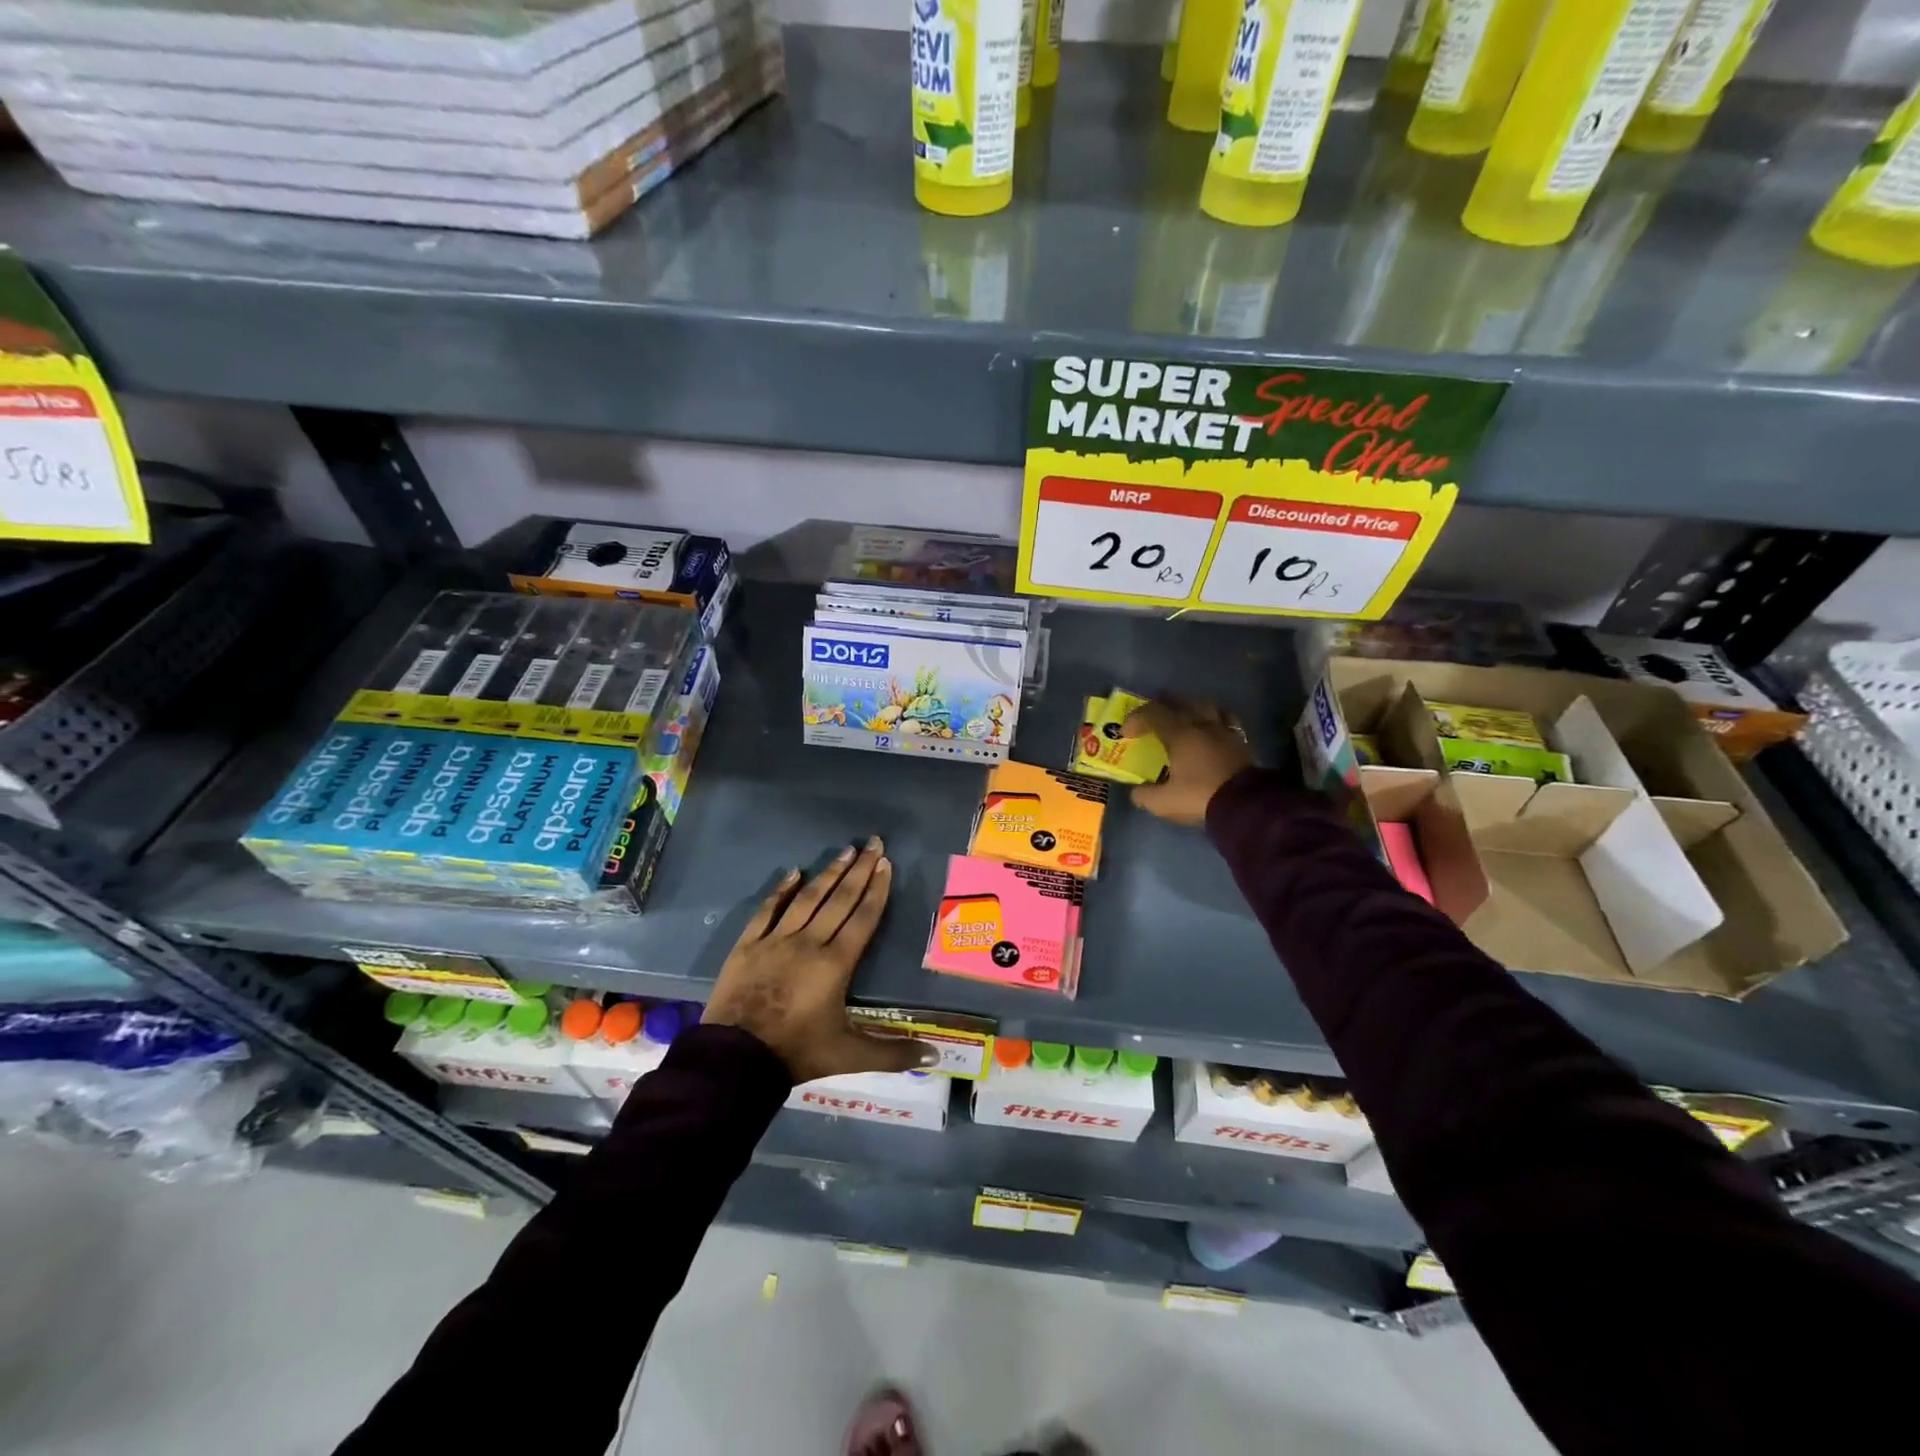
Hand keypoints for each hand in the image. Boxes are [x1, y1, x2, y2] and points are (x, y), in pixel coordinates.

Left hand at [703, 837, 940, 1082]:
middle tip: (873, 844)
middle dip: (859, 870)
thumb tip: (936, 1058)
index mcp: (836, 963)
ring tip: (844, 851)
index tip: (886, 864)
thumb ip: (892, 1053)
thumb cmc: (797, 1052)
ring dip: (828, 873)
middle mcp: (809, 942)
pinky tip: (794, 872)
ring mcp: (776, 940)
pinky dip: (781, 890)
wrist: (735, 1060)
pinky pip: (767, 910)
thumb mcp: (849, 1056)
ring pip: (807, 899)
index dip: (877, 890)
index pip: (863, 918)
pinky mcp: (748, 945)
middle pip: (839, 900)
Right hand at [1124, 697, 1253, 826]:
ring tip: (1185, 715)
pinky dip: (1215, 720)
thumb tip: (1137, 792)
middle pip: (1181, 701)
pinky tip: (1212, 731)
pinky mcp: (1241, 743)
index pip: (1153, 713)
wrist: (1246, 805)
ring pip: (1207, 706)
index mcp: (1180, 734)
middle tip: (1153, 713)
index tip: (1127, 734)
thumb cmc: (1200, 797)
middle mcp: (1202, 725)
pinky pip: (1226, 721)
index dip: (1136, 718)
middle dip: (1163, 704)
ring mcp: (1225, 731)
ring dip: (1192, 706)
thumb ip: (1145, 796)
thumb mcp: (1164, 803)